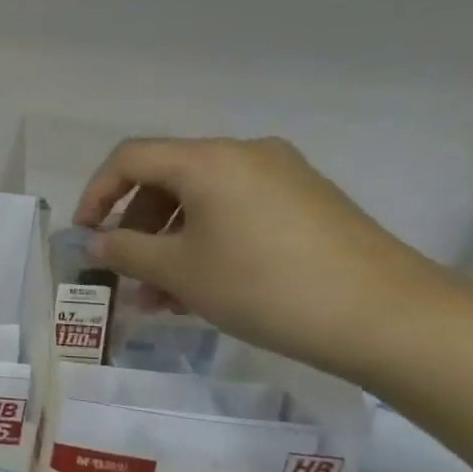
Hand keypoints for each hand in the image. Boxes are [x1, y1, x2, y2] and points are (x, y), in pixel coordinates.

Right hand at [75, 137, 446, 377]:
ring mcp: (282, 176)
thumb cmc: (264, 286)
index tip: (85, 235)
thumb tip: (95, 242)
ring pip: (202, 201)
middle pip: (167, 179)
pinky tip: (205, 288)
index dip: (96, 193)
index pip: (130, 158)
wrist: (388, 317)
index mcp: (208, 160)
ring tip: (162, 298)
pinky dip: (208, 242)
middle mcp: (244, 154)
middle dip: (136, 227)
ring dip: (171, 243)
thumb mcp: (180, 271)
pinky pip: (237, 212)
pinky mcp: (308, 203)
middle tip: (126, 273)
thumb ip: (125, 251)